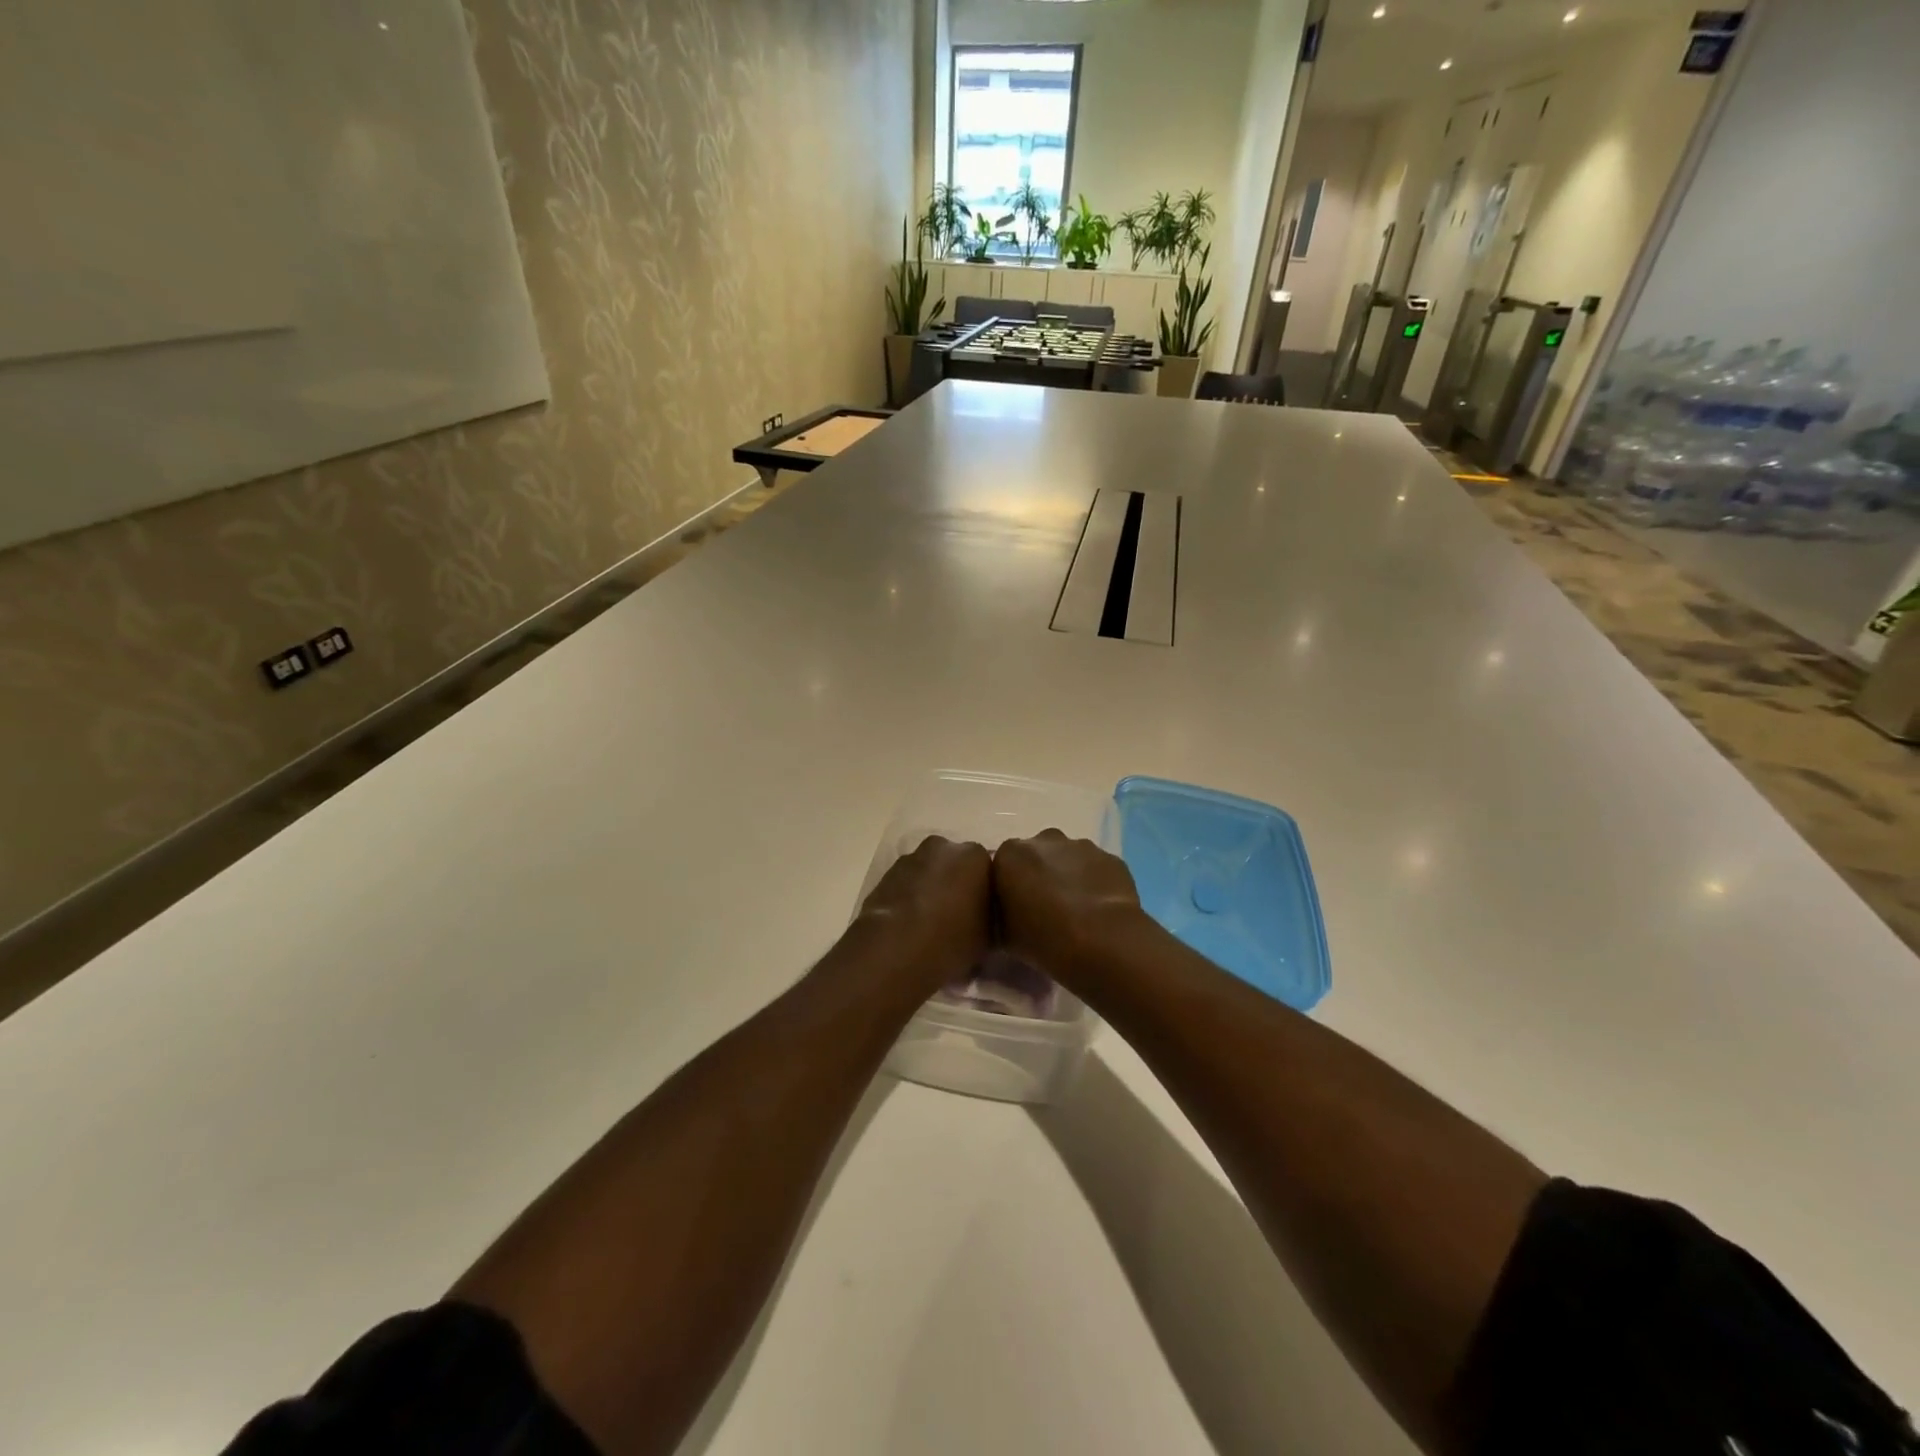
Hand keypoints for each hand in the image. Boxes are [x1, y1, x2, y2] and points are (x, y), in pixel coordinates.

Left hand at [854, 835, 991, 991]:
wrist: (893, 951)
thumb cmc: (951, 941)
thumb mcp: (988, 937)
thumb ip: (990, 917)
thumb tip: (984, 917)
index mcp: (974, 856)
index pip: (989, 869)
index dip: (986, 893)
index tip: (984, 915)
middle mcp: (942, 847)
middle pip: (956, 864)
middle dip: (958, 884)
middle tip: (960, 917)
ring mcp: (910, 859)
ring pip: (929, 871)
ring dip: (932, 889)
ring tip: (932, 923)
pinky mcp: (884, 875)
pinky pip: (906, 883)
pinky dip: (910, 897)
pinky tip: (911, 924)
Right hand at [992, 830, 1144, 982]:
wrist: (1102, 942)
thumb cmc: (1043, 939)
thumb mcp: (1002, 936)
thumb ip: (999, 915)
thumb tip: (1006, 915)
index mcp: (1011, 854)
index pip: (1003, 865)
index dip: (1010, 887)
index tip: (1017, 910)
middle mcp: (1044, 840)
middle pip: (1037, 855)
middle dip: (1040, 876)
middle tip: (1045, 910)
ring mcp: (1081, 846)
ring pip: (1069, 859)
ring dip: (1069, 878)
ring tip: (1076, 914)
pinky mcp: (1111, 858)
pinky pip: (1096, 870)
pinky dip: (1095, 885)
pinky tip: (1098, 913)